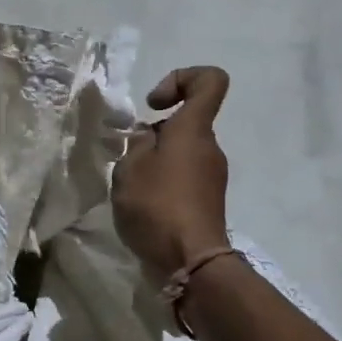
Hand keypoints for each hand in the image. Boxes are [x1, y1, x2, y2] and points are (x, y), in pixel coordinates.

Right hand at [112, 67, 231, 277]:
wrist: (191, 261)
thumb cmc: (158, 206)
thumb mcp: (130, 169)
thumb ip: (136, 145)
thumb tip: (149, 138)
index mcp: (194, 129)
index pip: (210, 81)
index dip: (182, 78)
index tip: (154, 104)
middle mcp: (210, 147)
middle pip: (186, 123)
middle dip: (154, 134)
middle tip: (129, 159)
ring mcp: (212, 176)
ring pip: (181, 153)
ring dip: (155, 162)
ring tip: (132, 188)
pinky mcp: (207, 201)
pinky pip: (184, 178)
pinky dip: (163, 184)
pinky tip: (144, 207)